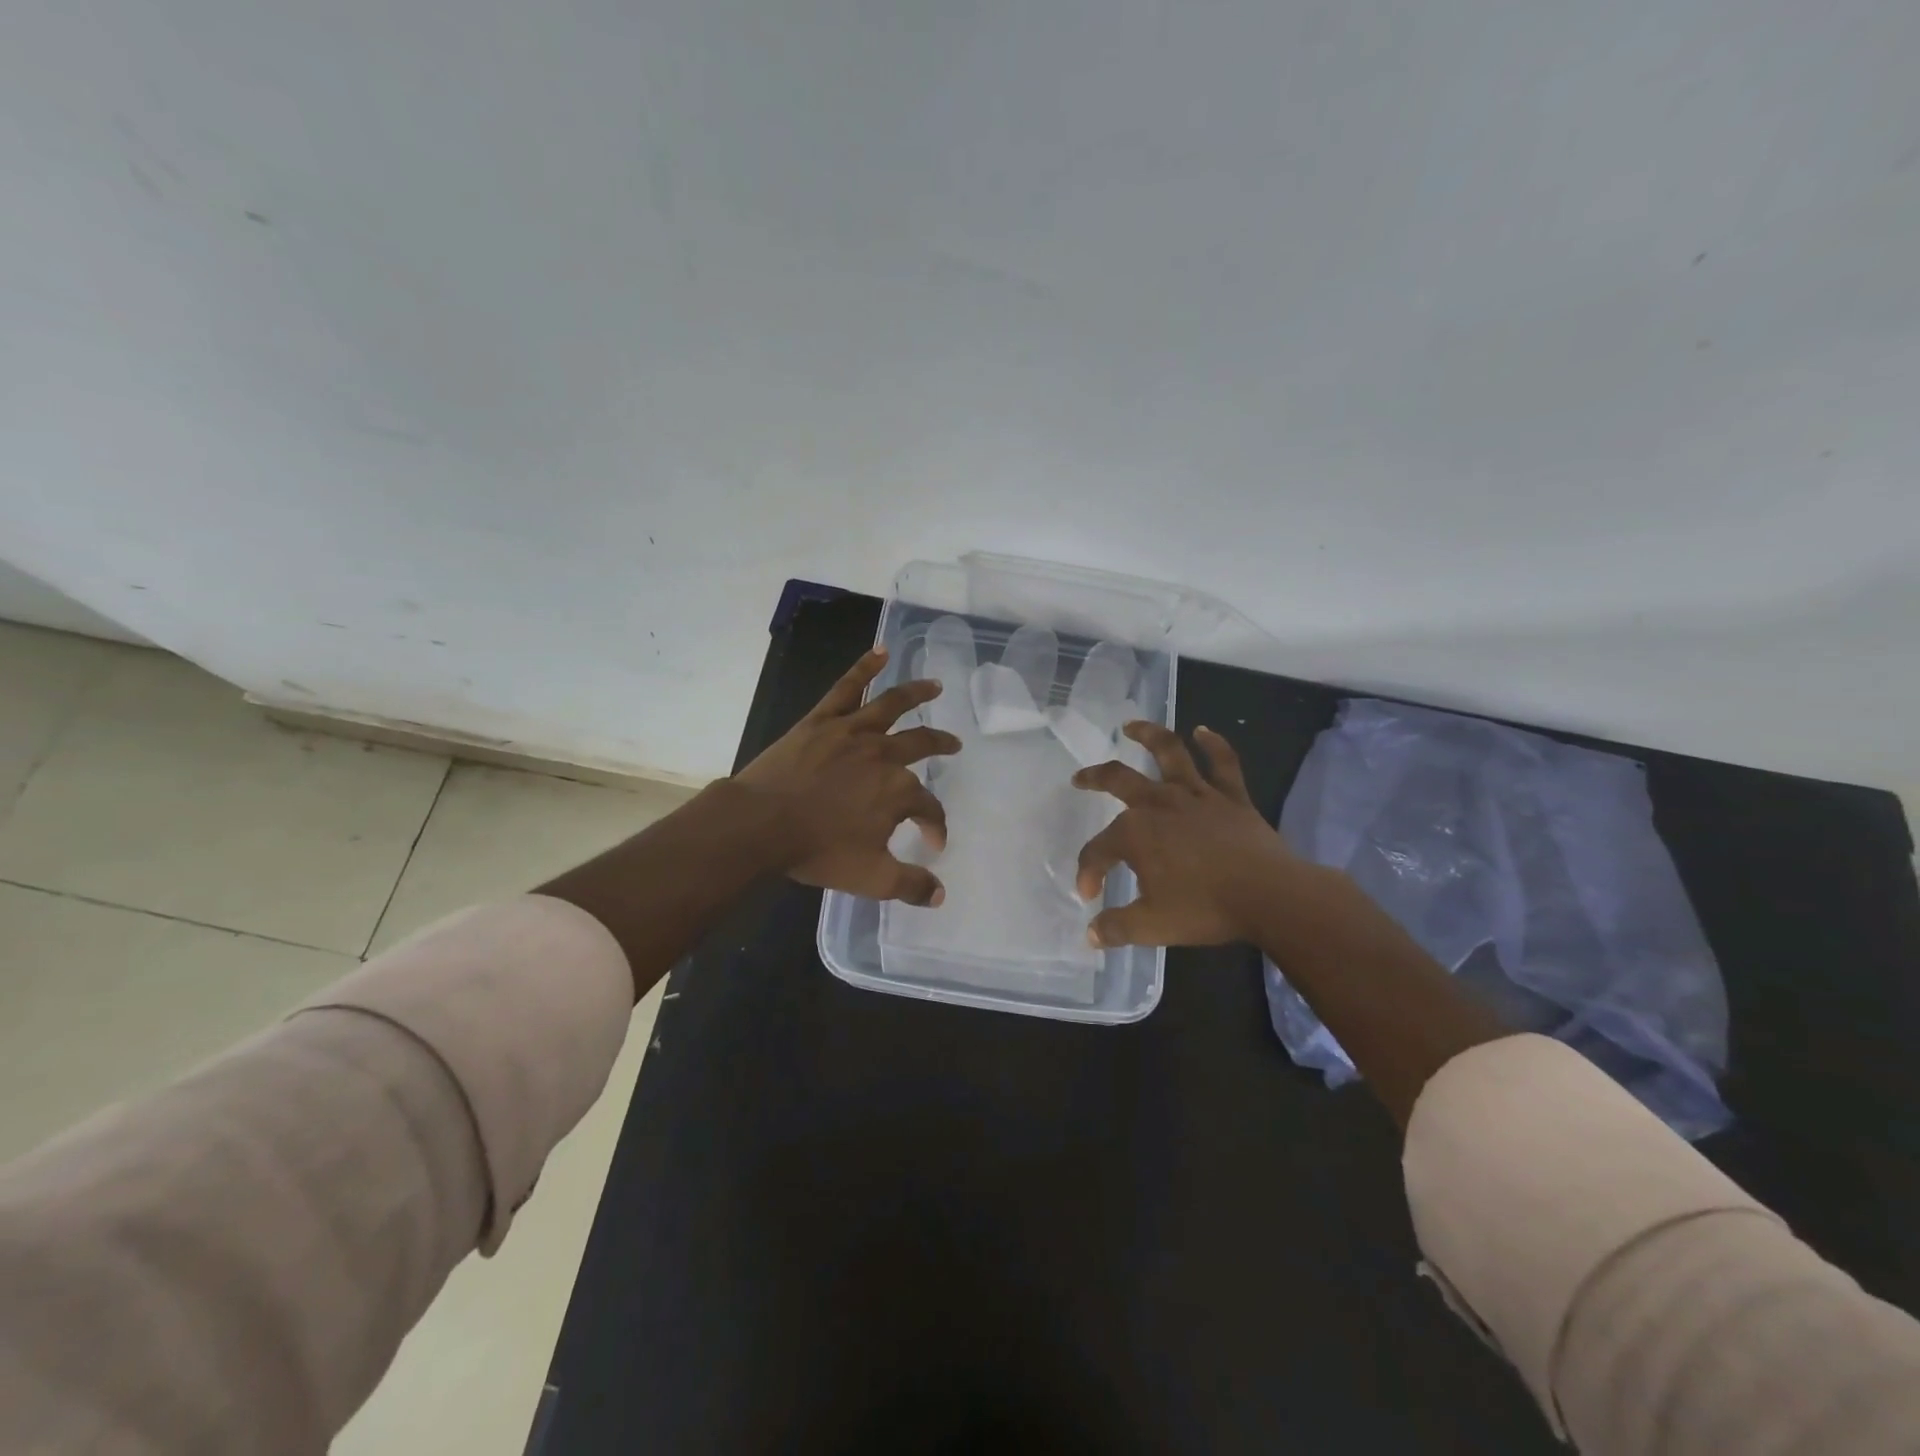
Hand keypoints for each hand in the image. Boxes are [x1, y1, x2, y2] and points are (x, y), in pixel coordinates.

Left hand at [735, 646, 960, 905]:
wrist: (761, 824)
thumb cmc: (817, 851)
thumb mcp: (871, 878)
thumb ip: (910, 885)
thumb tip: (940, 894)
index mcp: (898, 791)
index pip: (929, 808)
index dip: (936, 827)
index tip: (933, 844)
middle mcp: (883, 754)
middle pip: (922, 744)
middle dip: (941, 745)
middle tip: (954, 745)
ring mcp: (852, 732)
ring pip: (892, 705)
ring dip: (917, 694)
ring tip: (935, 685)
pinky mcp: (822, 720)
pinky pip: (847, 688)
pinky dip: (865, 667)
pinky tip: (880, 651)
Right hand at [1072, 723, 1300, 947]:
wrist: (1270, 896)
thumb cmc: (1205, 908)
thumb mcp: (1152, 925)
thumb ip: (1116, 927)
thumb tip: (1091, 934)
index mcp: (1135, 833)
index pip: (1098, 850)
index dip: (1089, 872)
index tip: (1090, 895)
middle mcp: (1159, 804)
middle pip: (1118, 780)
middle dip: (1094, 779)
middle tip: (1079, 779)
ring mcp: (1197, 795)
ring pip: (1168, 753)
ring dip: (1148, 735)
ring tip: (1131, 726)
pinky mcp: (1231, 796)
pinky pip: (1222, 762)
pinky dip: (1213, 744)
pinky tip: (1203, 731)